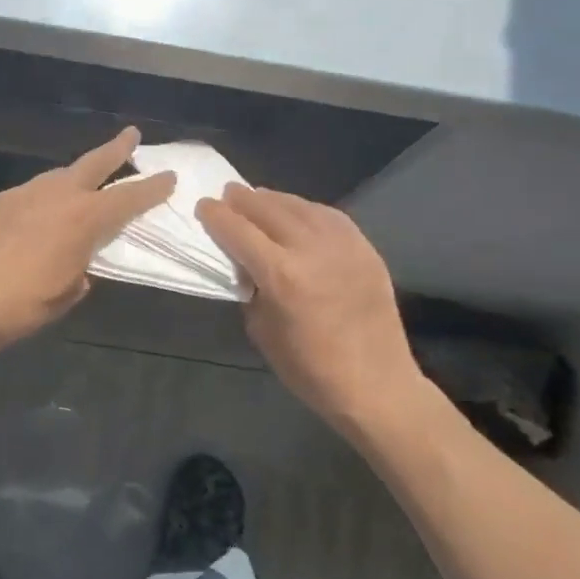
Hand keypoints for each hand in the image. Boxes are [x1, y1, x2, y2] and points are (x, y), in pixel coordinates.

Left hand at [0, 127, 176, 354]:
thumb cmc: (24, 305)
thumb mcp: (69, 291)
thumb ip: (84, 267)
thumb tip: (81, 260)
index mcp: (84, 219)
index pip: (128, 198)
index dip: (152, 188)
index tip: (169, 176)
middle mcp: (58, 195)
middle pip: (94, 163)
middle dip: (117, 149)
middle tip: (131, 135)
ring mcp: (25, 193)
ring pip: (59, 174)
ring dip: (76, 175)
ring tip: (84, 182)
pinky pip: (32, 191)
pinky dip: (45, 196)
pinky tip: (41, 212)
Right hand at [197, 185, 420, 433]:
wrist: (375, 383)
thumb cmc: (309, 369)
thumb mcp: (261, 331)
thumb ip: (251, 289)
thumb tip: (247, 265)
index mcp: (281, 275)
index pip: (238, 230)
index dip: (216, 215)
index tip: (203, 206)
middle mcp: (311, 249)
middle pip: (268, 209)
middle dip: (243, 200)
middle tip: (228, 195)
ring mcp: (343, 245)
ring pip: (300, 206)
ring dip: (274, 200)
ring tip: (258, 198)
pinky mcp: (365, 248)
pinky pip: (329, 216)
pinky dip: (306, 209)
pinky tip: (297, 212)